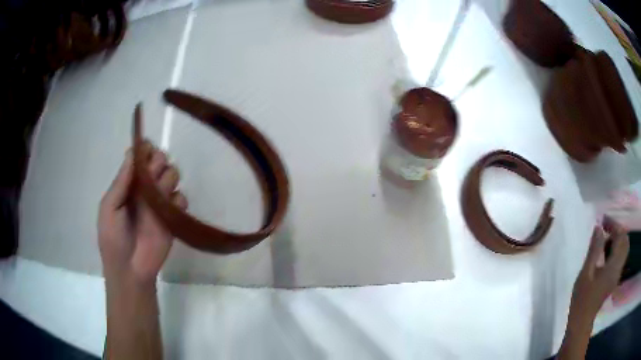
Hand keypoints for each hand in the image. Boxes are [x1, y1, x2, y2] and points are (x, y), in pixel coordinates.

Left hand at [98, 141, 187, 284]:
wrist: (130, 270)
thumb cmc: (113, 239)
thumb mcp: (109, 207)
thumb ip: (121, 182)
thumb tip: (132, 153)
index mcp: (128, 185)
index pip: (139, 158)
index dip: (144, 150)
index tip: (146, 150)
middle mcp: (145, 189)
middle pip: (158, 161)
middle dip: (158, 161)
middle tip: (152, 173)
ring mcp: (159, 203)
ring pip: (172, 175)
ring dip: (167, 178)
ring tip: (159, 193)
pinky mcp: (173, 218)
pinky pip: (181, 199)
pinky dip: (177, 200)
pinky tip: (169, 210)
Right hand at [569, 216, 629, 325]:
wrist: (581, 321)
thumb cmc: (582, 298)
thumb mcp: (586, 273)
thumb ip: (594, 249)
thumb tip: (598, 227)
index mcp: (613, 266)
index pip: (620, 237)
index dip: (613, 225)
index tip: (602, 220)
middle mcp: (619, 267)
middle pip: (625, 241)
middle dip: (617, 230)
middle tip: (605, 227)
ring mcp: (617, 273)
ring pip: (624, 248)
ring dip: (617, 239)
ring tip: (604, 240)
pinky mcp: (614, 278)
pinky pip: (620, 257)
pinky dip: (616, 249)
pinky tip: (605, 253)